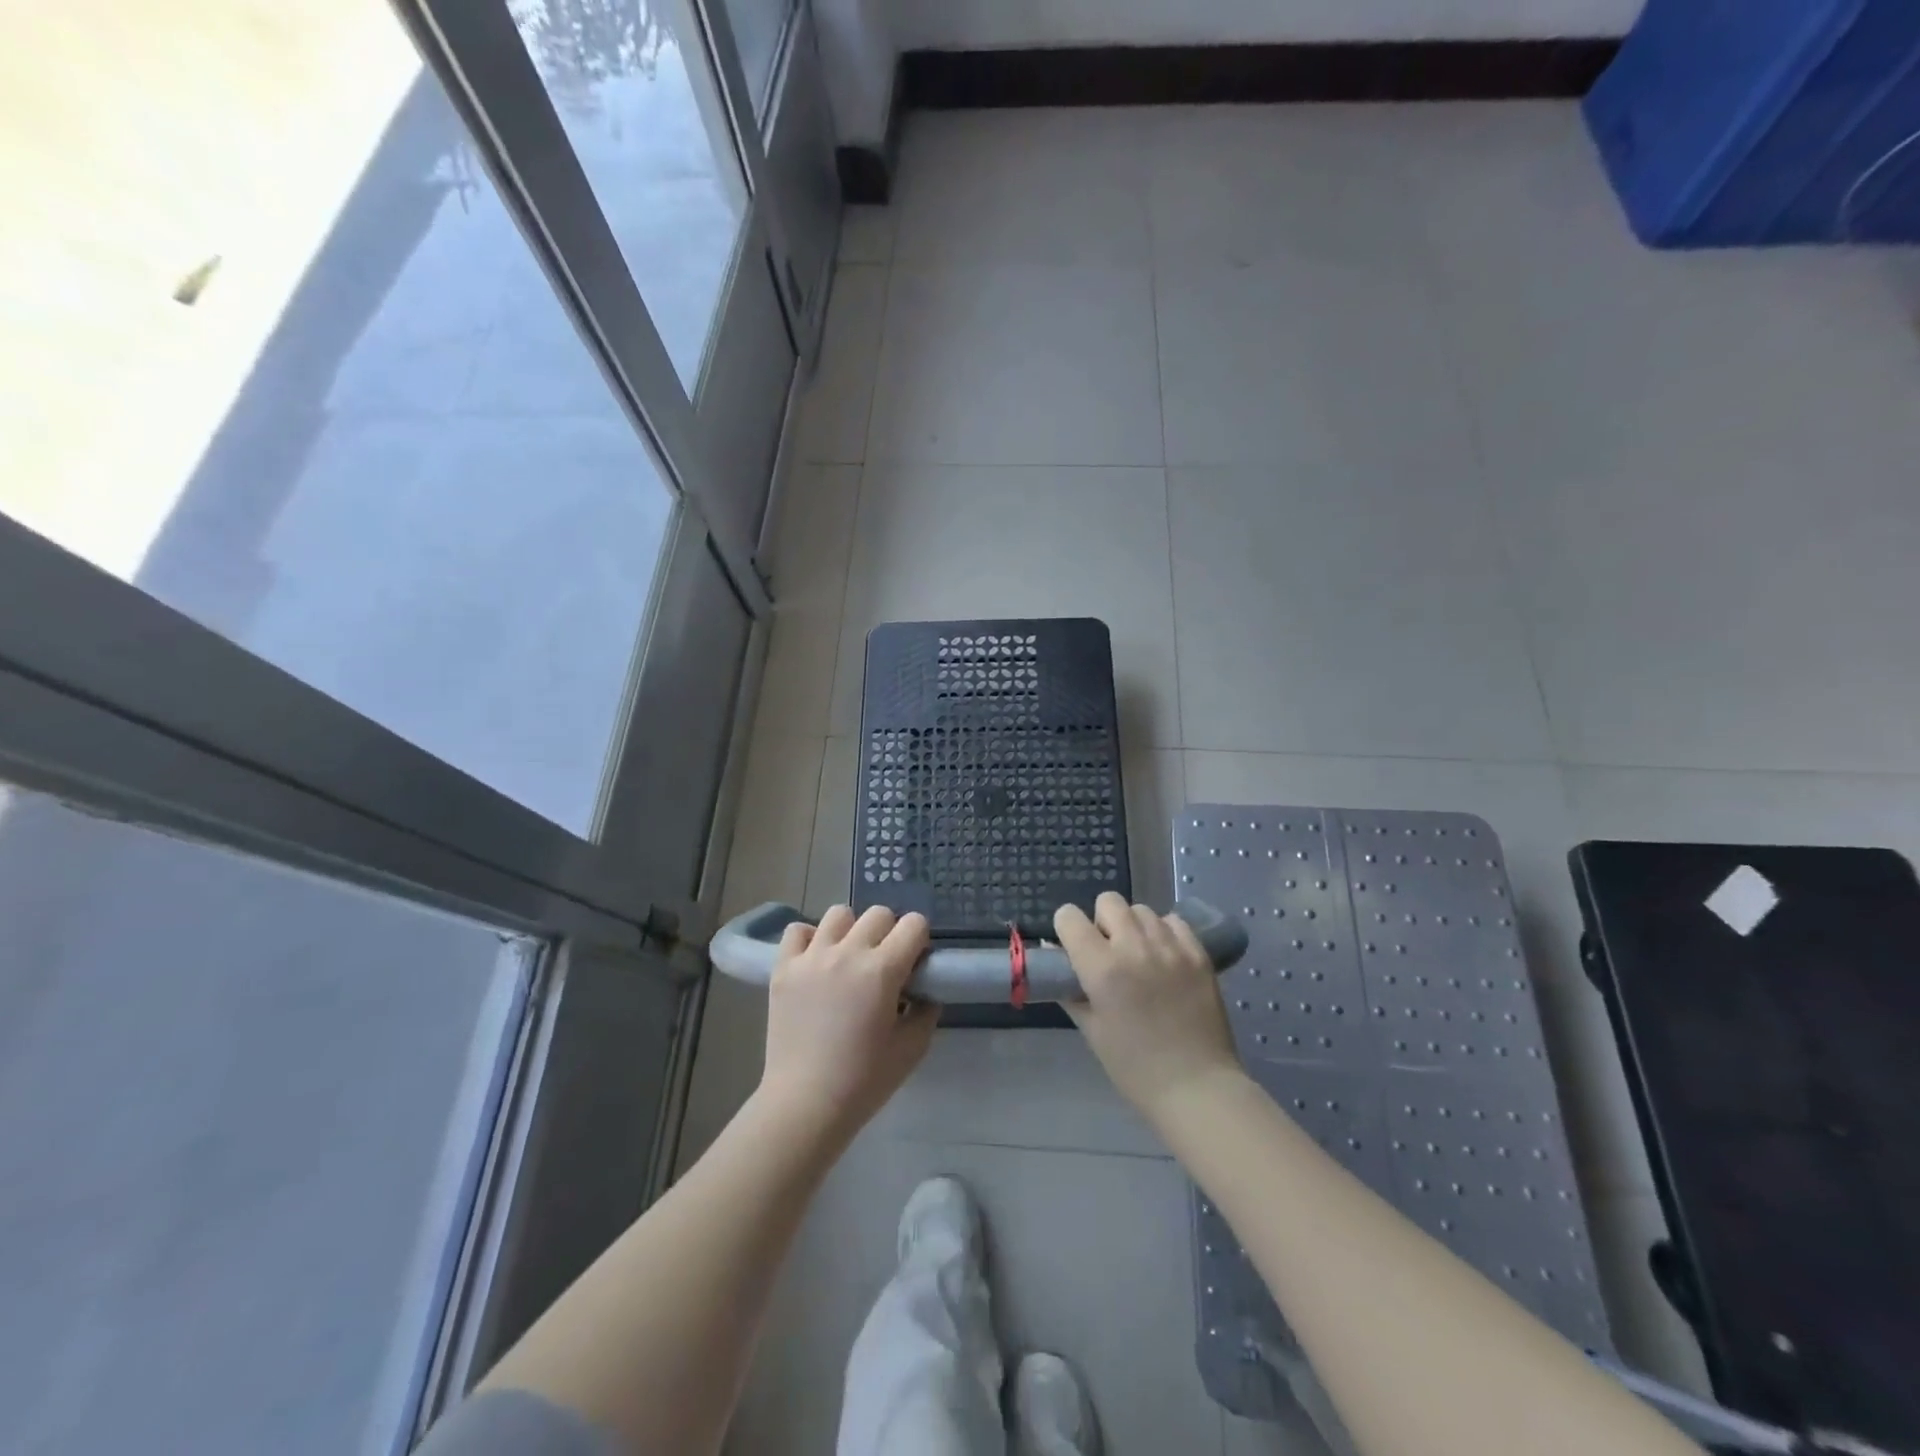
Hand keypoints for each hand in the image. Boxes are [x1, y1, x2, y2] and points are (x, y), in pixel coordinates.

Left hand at [759, 904, 937, 1145]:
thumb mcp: (912, 1049)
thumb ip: (926, 1012)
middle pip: (878, 914)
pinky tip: (816, 961)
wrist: (805, 1104)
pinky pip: (797, 931)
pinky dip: (810, 939)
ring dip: (851, 930)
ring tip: (848, 957)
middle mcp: (847, 952)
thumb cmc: (864, 1081)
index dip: (920, 939)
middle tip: (885, 962)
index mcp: (882, 970)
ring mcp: (811, 957)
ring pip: (839, 914)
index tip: (915, 962)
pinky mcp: (783, 968)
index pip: (914, 924)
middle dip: (890, 932)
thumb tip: (925, 991)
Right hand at [1055, 892, 1243, 1124]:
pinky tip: (1165, 957)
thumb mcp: (1091, 1030)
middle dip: (1101, 921)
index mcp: (1102, 968)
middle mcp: (1134, 947)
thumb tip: (1054, 957)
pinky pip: (1173, 921)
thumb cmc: (1135, 1067)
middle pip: (1108, 901)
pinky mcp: (1198, 953)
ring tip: (1139, 955)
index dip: (1066, 928)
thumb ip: (1070, 989)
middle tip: (1107, 951)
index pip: (1069, 917)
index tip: (1072, 946)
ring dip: (1133, 926)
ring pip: (1142, 910)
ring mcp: (1170, 947)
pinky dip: (1164, 932)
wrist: (1197, 1087)